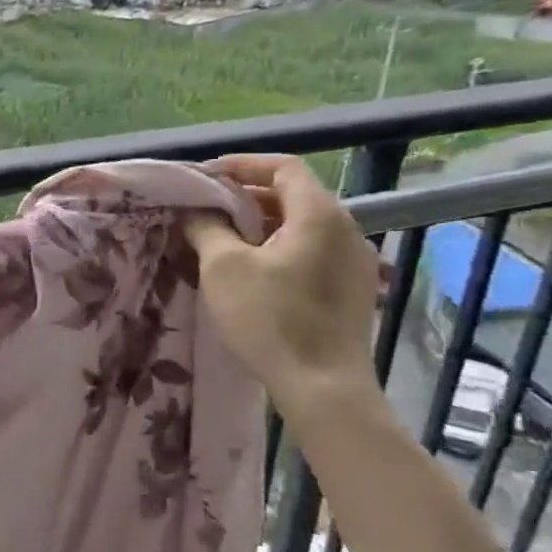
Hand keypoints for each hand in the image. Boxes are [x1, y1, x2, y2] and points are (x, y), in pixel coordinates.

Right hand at [183, 154, 381, 416]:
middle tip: (207, 207)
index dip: (243, 165)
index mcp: (319, 215)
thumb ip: (207, 228)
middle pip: (294, 195)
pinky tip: (253, 270)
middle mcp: (346, 229)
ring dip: (262, 224)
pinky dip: (280, 247)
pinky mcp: (352, 289)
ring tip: (223, 238)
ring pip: (302, 225)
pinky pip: (312, 251)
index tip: (207, 175)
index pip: (284, 167)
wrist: (322, 386)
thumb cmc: (270, 318)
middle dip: (248, 196)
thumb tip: (196, 211)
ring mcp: (354, 261)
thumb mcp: (223, 267)